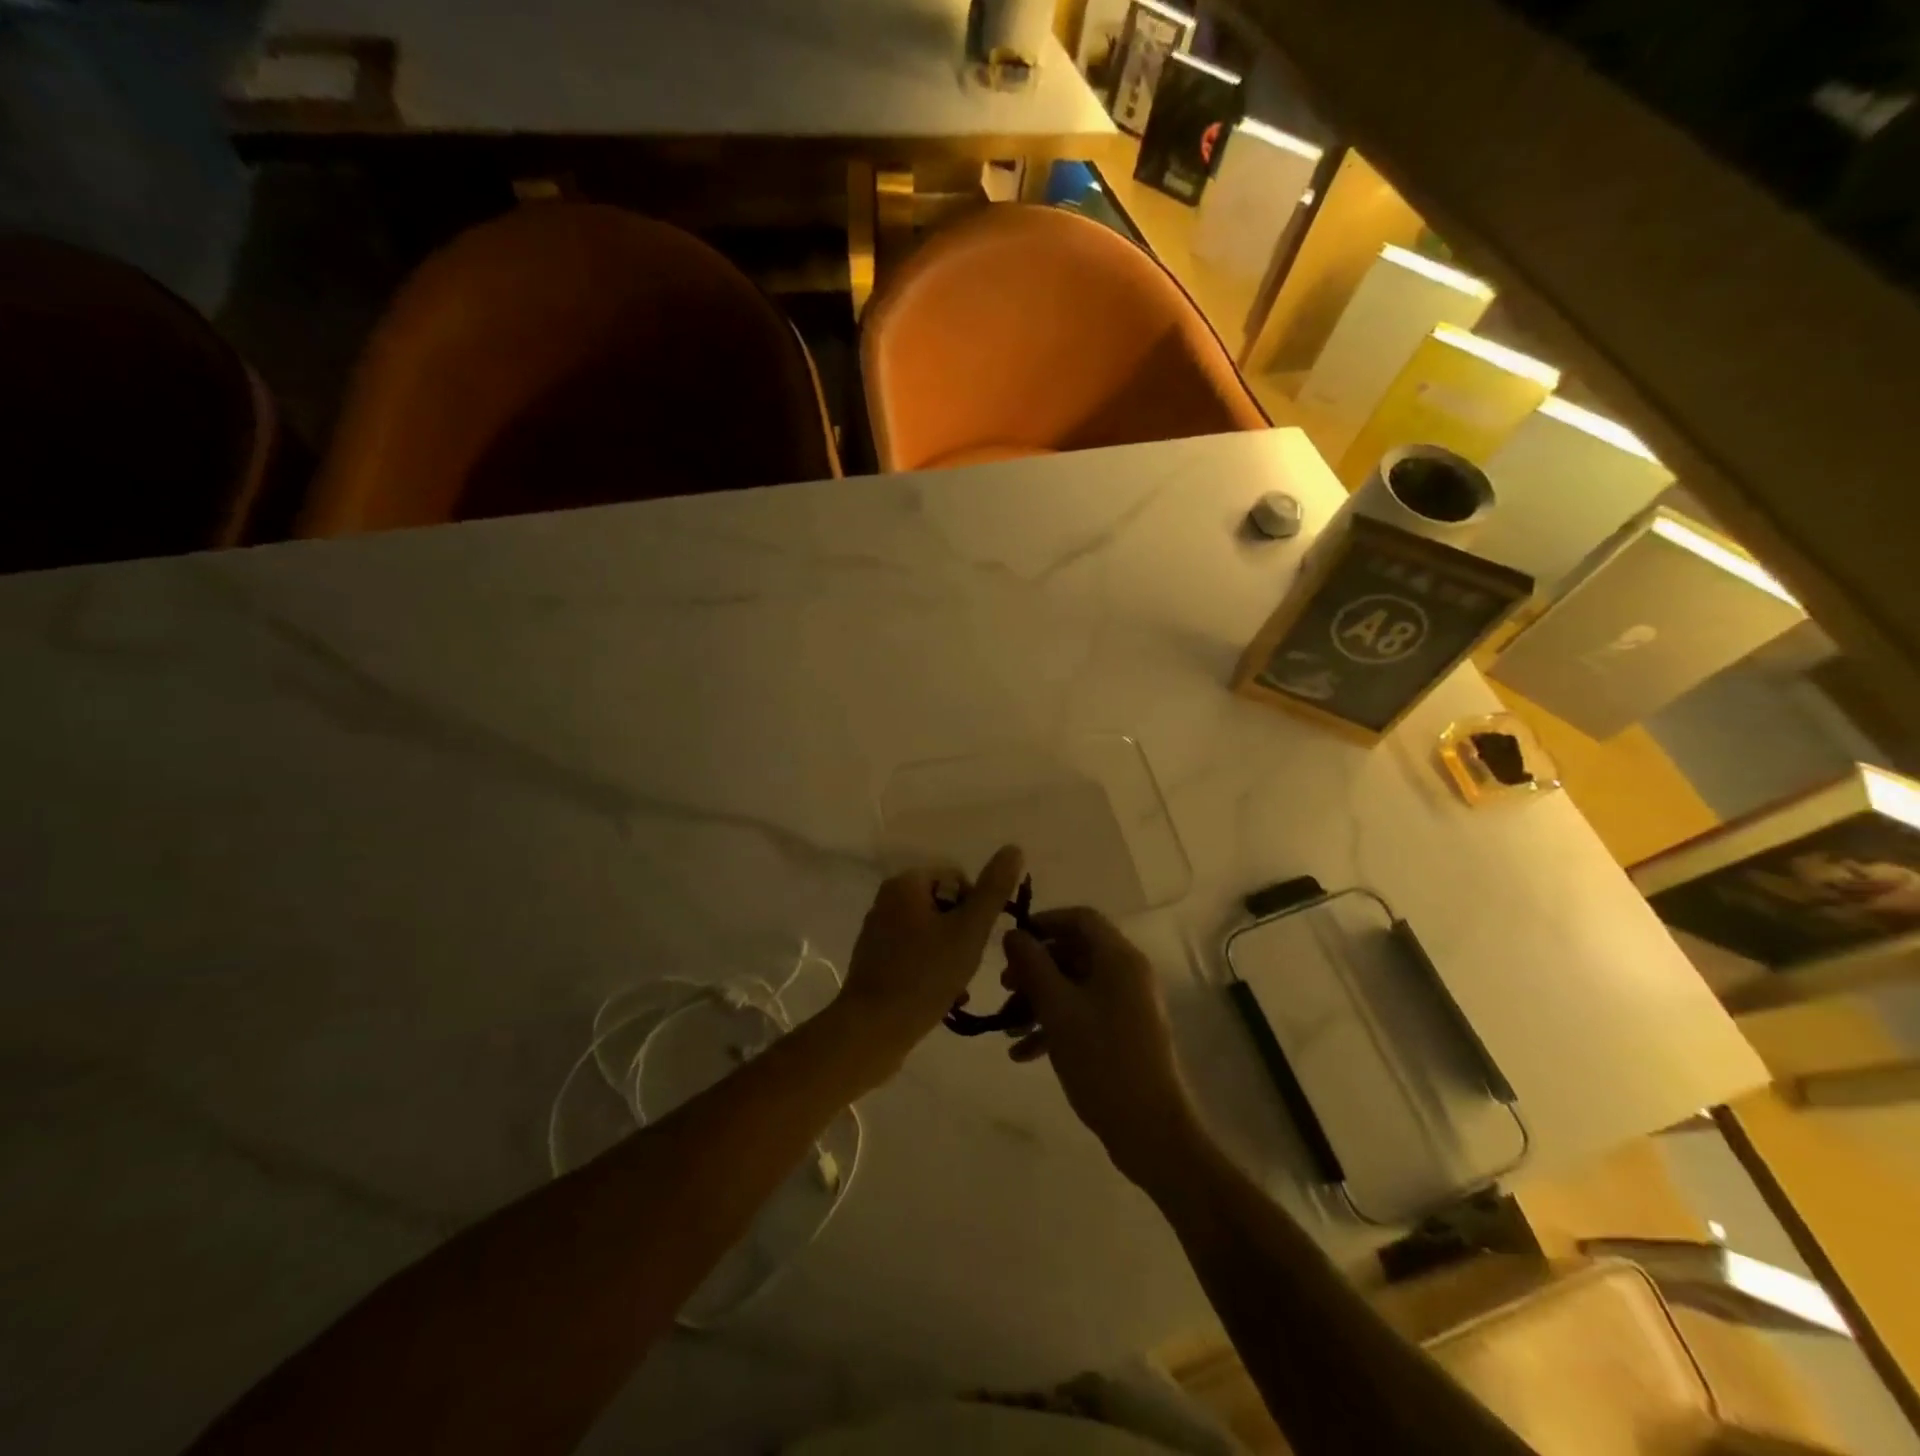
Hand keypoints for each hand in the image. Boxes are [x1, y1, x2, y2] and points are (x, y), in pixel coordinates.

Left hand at [835, 845, 1025, 1079]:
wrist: (873, 1029)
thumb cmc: (924, 975)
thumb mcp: (969, 931)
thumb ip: (993, 890)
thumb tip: (1014, 848)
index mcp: (906, 884)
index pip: (958, 879)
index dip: (976, 909)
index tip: (977, 941)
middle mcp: (887, 899)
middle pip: (945, 906)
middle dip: (963, 935)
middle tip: (968, 965)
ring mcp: (878, 931)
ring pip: (932, 932)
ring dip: (951, 955)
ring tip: (958, 986)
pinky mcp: (875, 960)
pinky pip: (915, 953)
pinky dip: (932, 968)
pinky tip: (942, 996)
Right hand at [1002, 908, 1201, 1187]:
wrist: (1149, 1130)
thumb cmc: (1101, 1060)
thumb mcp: (1057, 1009)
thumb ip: (1032, 966)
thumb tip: (1013, 934)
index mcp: (1118, 958)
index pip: (1080, 919)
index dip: (1043, 923)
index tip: (1011, 943)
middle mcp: (1127, 974)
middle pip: (1074, 953)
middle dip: (1035, 969)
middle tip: (1004, 988)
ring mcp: (1128, 1005)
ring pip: (1075, 986)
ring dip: (1039, 1001)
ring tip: (1008, 1027)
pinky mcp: (1124, 1034)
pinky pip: (1084, 1014)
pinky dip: (1055, 1025)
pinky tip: (1023, 1054)